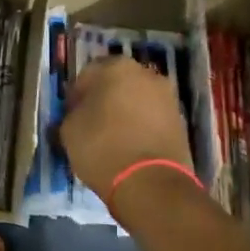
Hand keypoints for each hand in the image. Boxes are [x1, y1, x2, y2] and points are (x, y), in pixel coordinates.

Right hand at [60, 55, 195, 193]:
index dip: (75, 96)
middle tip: (90, 124)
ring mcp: (167, 96)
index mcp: (115, 67)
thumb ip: (72, 114)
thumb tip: (78, 114)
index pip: (86, 75)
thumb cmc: (103, 147)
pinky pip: (152, 118)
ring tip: (111, 138)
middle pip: (116, 84)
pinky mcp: (180, 120)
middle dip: (103, 100)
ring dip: (123, 113)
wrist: (151, 183)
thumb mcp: (69, 130)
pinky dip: (141, 127)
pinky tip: (130, 147)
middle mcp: (145, 74)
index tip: (70, 115)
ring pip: (136, 100)